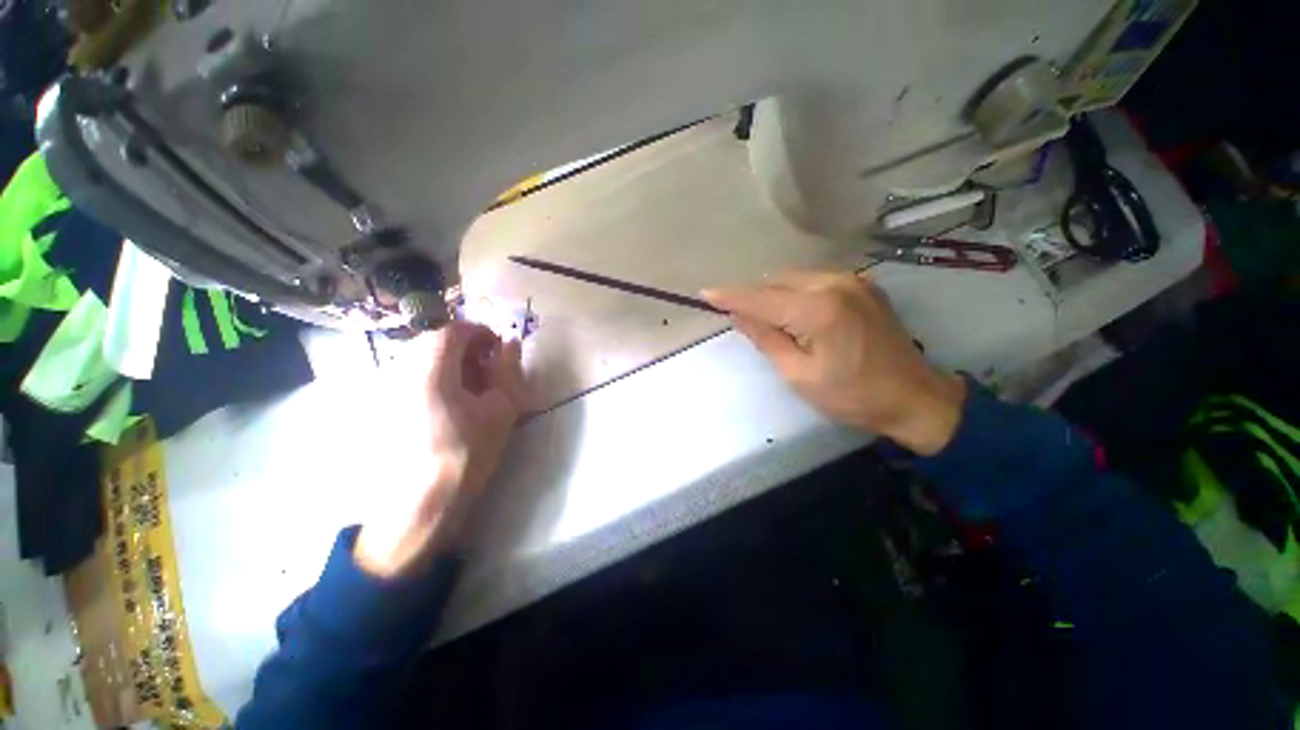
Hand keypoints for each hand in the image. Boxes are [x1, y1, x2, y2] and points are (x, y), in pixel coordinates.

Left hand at [354, 322, 526, 578]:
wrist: (420, 504)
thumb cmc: (467, 453)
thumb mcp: (501, 409)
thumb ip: (507, 370)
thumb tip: (511, 343)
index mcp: (429, 368)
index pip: (454, 330)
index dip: (480, 332)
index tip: (498, 348)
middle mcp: (398, 371)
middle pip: (432, 342)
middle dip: (464, 348)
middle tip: (486, 369)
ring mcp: (382, 390)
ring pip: (417, 359)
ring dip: (446, 363)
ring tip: (468, 388)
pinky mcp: (377, 409)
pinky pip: (405, 378)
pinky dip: (429, 379)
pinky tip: (445, 404)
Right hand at [702, 270, 965, 455]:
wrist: (915, 397)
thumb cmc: (852, 395)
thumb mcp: (799, 375)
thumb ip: (766, 339)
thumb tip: (739, 316)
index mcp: (817, 309)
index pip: (761, 298)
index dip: (731, 296)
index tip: (705, 293)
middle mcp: (835, 283)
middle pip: (775, 282)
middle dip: (752, 297)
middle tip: (737, 317)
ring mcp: (852, 280)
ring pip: (793, 278)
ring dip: (773, 294)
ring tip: (765, 319)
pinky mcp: (862, 285)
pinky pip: (814, 281)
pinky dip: (794, 292)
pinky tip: (793, 312)